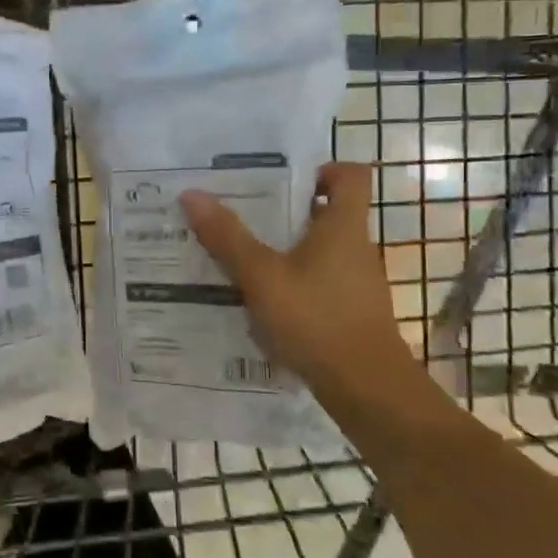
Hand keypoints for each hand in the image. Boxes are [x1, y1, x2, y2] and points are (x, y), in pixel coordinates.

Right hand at [179, 162, 414, 413]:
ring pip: (318, 251)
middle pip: (326, 213)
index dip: (322, 168)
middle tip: (242, 212)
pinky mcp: (350, 312)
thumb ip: (227, 237)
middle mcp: (355, 248)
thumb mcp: (261, 276)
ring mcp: (356, 283)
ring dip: (284, 250)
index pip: (351, 175)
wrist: (366, 388)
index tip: (284, 178)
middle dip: (285, 211)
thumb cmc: (316, 319)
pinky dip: (292, 283)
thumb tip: (192, 193)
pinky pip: (318, 283)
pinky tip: (259, 300)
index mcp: (343, 226)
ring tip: (239, 256)